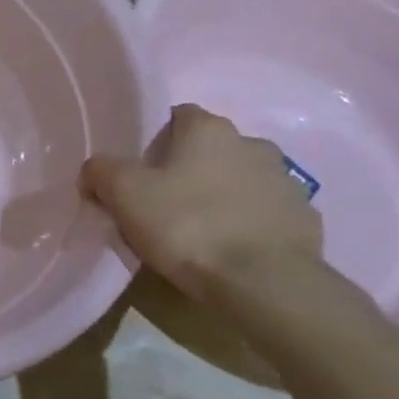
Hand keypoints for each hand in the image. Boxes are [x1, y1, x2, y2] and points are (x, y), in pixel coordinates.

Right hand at [84, 104, 321, 301]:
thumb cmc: (187, 225)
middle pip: (211, 149)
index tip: (139, 172)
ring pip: (241, 180)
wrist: (263, 282)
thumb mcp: (123, 194)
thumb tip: (95, 170)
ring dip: (222, 195)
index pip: (178, 116)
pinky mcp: (303, 219)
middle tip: (164, 204)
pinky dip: (248, 225)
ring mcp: (284, 181)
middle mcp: (252, 143)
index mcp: (209, 129)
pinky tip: (230, 251)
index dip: (155, 140)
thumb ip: (101, 171)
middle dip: (190, 169)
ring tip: (199, 232)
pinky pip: (266, 214)